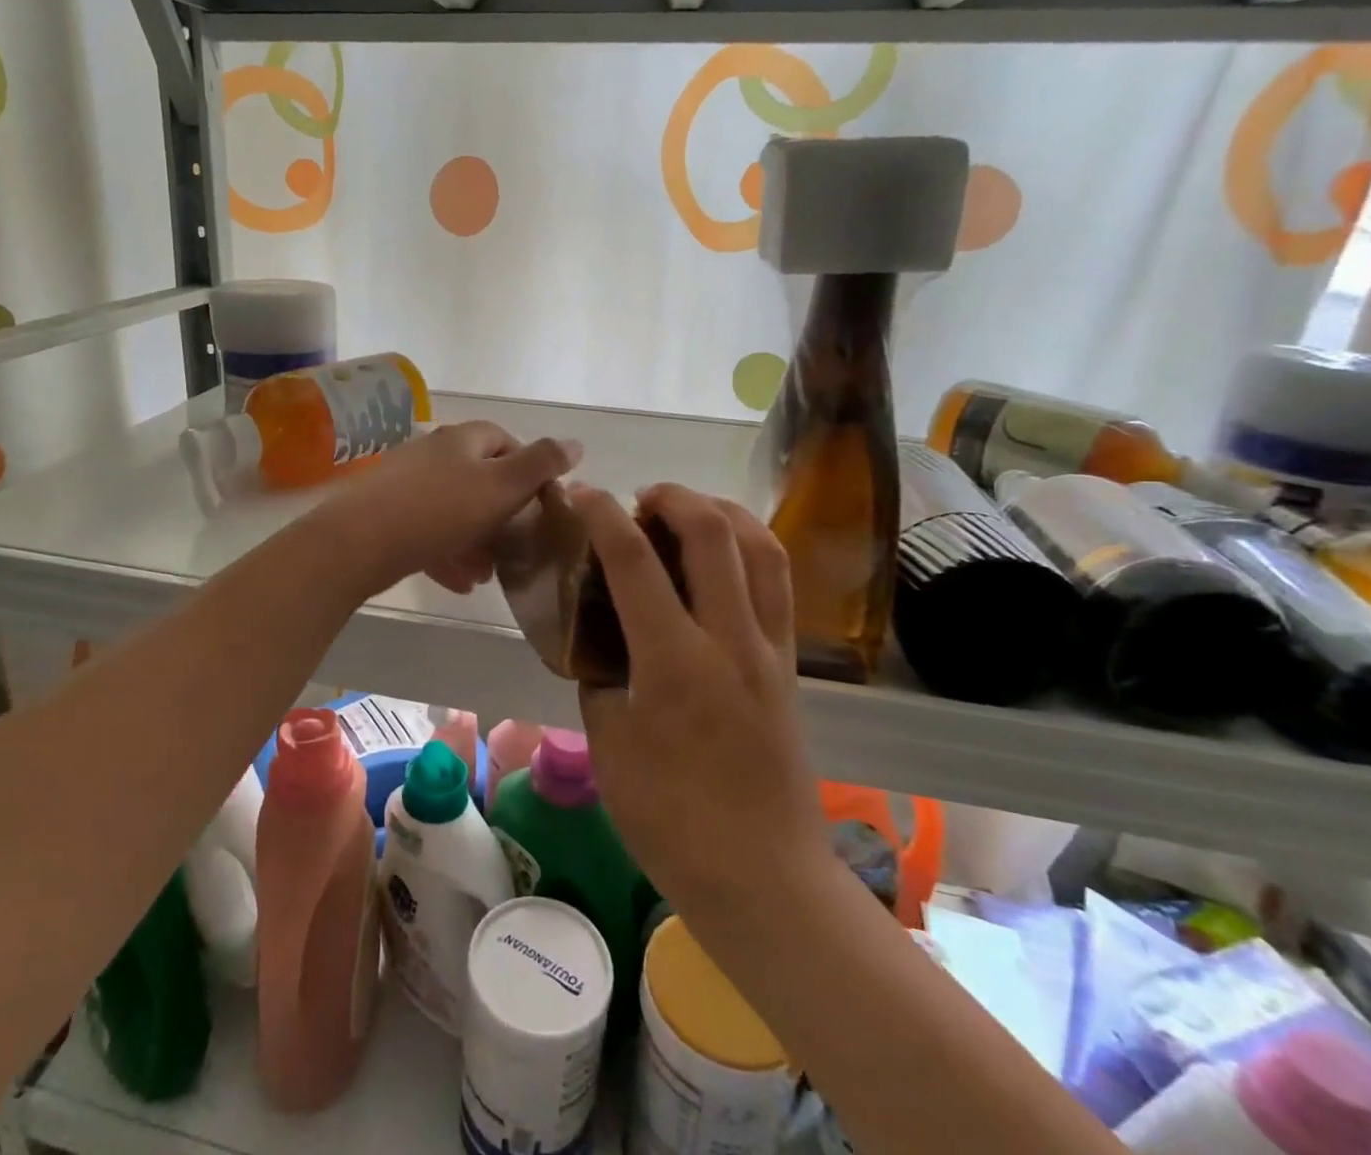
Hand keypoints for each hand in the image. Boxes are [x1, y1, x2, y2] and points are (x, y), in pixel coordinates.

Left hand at [314, 422, 580, 596]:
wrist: (358, 542)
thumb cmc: (439, 510)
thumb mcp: (501, 486)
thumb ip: (541, 464)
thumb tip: (576, 443)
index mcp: (461, 440)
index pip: (504, 439)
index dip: (528, 468)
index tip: (540, 503)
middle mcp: (432, 453)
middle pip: (478, 478)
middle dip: (501, 514)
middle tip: (516, 546)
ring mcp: (405, 482)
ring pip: (453, 509)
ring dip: (475, 539)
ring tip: (489, 574)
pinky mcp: (386, 514)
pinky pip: (426, 530)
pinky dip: (447, 552)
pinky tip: (459, 582)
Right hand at [571, 483, 832, 931]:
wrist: (763, 876)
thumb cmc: (670, 820)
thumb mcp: (608, 743)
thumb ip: (600, 676)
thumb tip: (600, 638)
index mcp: (673, 661)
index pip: (633, 559)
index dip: (601, 514)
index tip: (580, 494)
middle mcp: (729, 639)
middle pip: (711, 531)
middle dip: (671, 496)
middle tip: (638, 501)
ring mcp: (769, 648)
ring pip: (761, 546)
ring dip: (720, 511)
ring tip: (687, 513)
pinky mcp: (791, 663)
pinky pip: (778, 583)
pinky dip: (750, 547)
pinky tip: (724, 557)